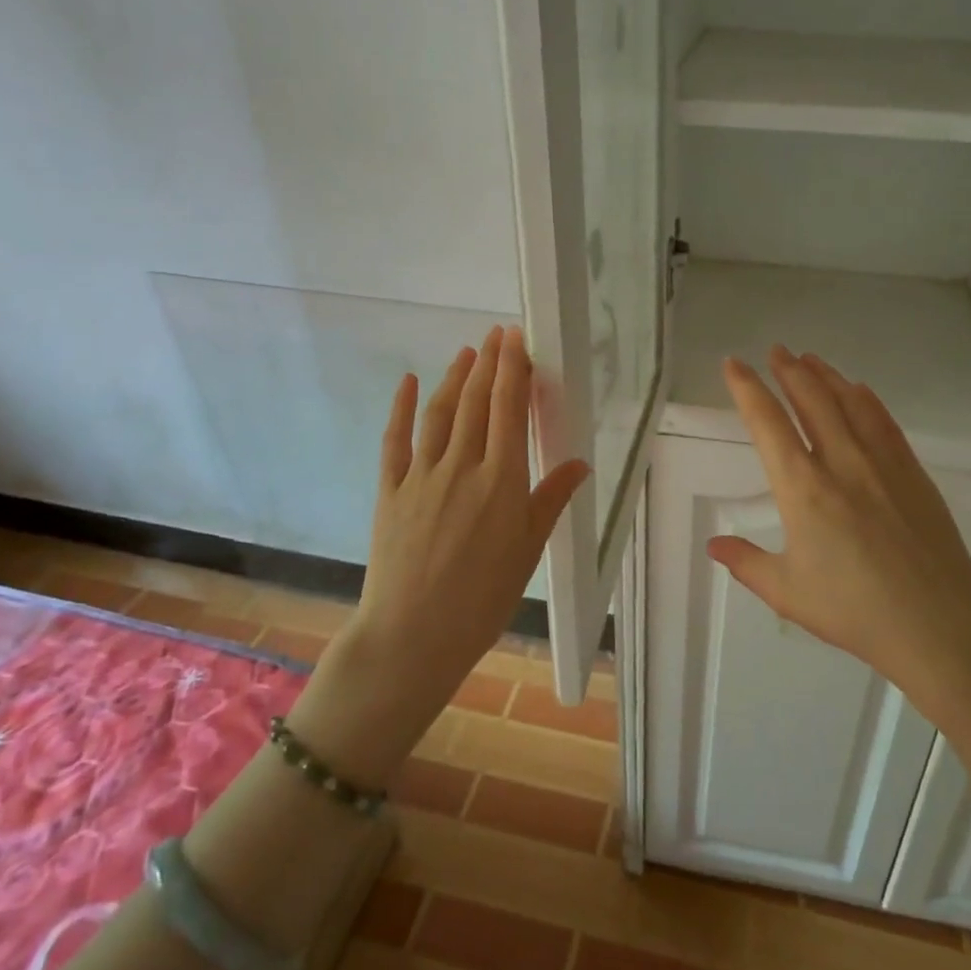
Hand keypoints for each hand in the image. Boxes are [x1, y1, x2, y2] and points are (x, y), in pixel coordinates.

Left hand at [288, 326, 589, 787]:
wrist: (413, 635)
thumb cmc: (483, 599)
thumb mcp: (528, 551)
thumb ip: (551, 500)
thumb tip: (580, 463)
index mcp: (501, 480)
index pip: (508, 410)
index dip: (513, 370)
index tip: (517, 339)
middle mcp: (461, 466)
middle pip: (476, 402)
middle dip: (488, 363)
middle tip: (497, 334)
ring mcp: (421, 475)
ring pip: (440, 413)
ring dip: (454, 377)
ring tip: (466, 352)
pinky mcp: (390, 489)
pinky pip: (396, 439)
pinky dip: (403, 407)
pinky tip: (410, 382)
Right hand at [708, 346, 970, 695]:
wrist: (938, 623)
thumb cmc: (855, 610)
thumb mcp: (787, 593)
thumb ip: (746, 563)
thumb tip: (714, 544)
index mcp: (802, 489)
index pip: (767, 423)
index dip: (747, 389)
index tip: (733, 364)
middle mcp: (840, 463)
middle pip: (810, 399)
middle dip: (788, 370)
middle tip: (775, 351)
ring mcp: (881, 463)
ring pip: (848, 402)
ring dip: (825, 375)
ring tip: (809, 359)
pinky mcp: (912, 472)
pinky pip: (883, 421)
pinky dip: (865, 398)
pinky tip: (858, 389)